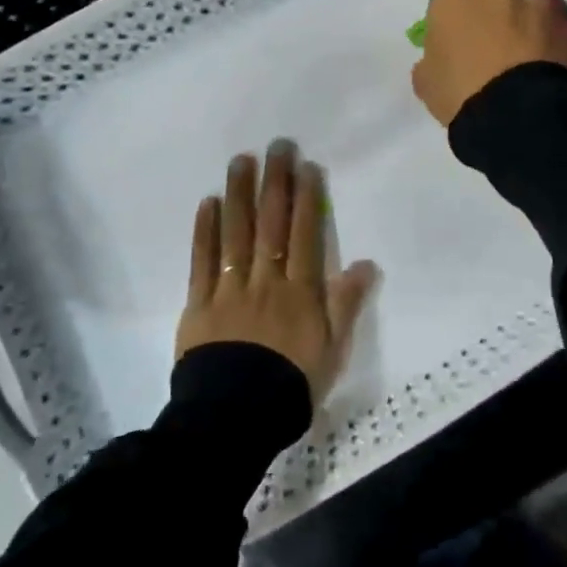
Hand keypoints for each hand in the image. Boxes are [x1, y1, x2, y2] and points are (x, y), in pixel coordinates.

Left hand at [178, 144, 375, 403]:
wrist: (235, 419)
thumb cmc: (291, 385)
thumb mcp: (332, 350)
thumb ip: (346, 305)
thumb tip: (367, 264)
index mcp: (300, 292)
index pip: (305, 235)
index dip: (306, 198)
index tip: (306, 166)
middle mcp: (265, 281)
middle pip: (271, 225)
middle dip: (275, 183)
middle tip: (276, 146)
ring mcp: (230, 289)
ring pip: (236, 234)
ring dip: (240, 194)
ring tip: (241, 161)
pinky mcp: (199, 303)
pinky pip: (202, 261)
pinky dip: (205, 231)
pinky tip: (209, 203)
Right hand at [411, 0, 566, 127]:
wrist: (515, 116)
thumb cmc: (459, 94)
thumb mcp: (427, 82)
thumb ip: (430, 59)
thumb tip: (436, 58)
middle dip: (493, 6)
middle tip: (492, 35)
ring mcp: (535, 5)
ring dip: (527, 13)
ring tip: (526, 41)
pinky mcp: (566, 26)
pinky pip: (556, 24)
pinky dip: (551, 35)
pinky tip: (548, 56)